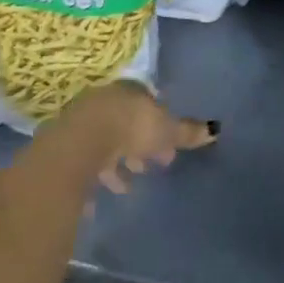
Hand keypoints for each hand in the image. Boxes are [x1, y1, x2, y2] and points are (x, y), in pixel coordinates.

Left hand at [53, 80, 217, 195]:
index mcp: (131, 90)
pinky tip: (108, 192)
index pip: (149, 102)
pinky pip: (90, 159)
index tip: (169, 146)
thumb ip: (187, 132)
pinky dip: (101, 174)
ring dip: (120, 159)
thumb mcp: (166, 130)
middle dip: (141, 142)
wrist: (80, 143)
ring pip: (108, 140)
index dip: (161, 124)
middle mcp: (106, 100)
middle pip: (128, 121)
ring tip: (131, 183)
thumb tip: (215, 130)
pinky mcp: (68, 146)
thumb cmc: (130, 128)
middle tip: (153, 164)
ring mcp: (84, 122)